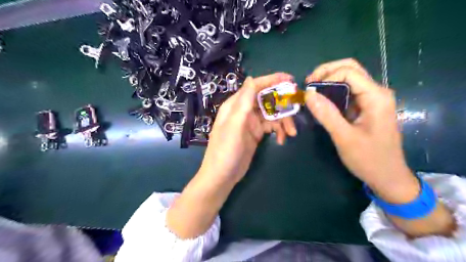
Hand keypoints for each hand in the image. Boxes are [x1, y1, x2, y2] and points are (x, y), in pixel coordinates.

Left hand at [166, 73, 295, 238]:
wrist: (222, 176)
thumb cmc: (225, 150)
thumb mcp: (234, 125)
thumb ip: (243, 102)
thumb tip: (251, 78)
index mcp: (236, 105)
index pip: (255, 86)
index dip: (272, 80)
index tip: (290, 80)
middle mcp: (244, 111)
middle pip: (266, 100)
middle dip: (282, 104)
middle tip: (296, 109)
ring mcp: (251, 123)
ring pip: (271, 114)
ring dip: (283, 121)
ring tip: (292, 133)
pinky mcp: (256, 134)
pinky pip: (271, 127)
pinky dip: (278, 131)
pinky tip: (282, 140)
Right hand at [307, 58, 418, 202]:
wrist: (387, 177)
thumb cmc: (368, 159)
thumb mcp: (344, 137)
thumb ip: (327, 114)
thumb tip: (308, 94)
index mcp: (376, 97)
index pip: (349, 72)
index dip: (326, 77)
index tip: (309, 91)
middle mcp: (376, 93)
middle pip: (350, 69)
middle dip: (327, 72)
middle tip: (308, 84)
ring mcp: (372, 100)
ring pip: (348, 79)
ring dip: (328, 82)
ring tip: (311, 93)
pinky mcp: (366, 108)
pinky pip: (348, 93)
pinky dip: (332, 93)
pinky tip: (321, 102)